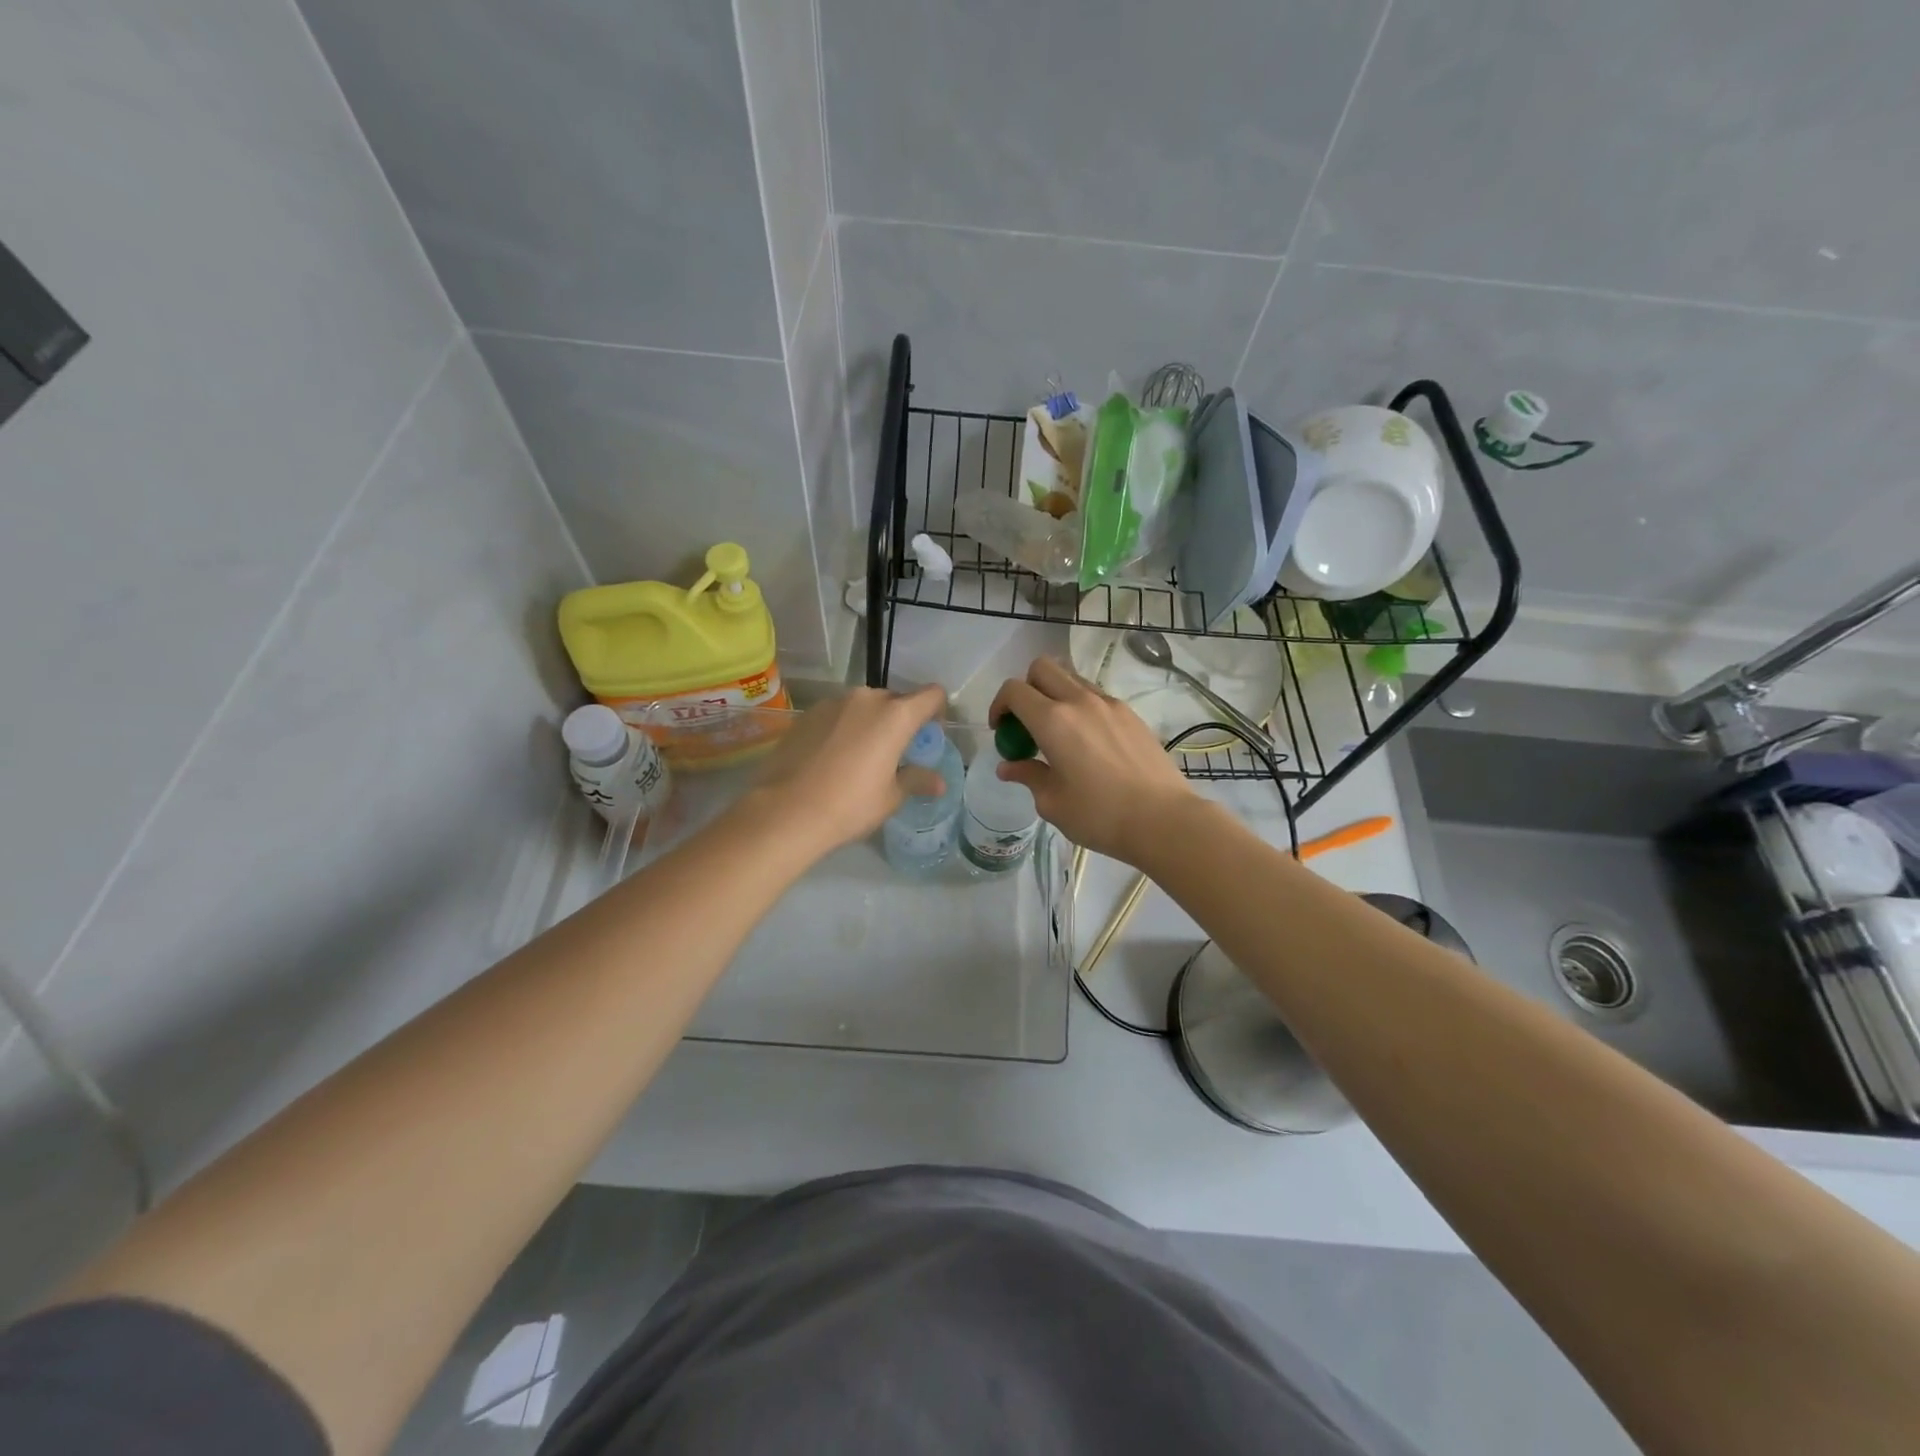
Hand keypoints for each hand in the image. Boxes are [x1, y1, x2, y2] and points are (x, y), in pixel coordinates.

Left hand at [747, 686, 947, 858]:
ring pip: (863, 706)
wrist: (786, 811)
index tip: (929, 735)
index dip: (937, 711)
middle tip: (895, 752)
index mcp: (896, 715)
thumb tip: (939, 783)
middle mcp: (866, 699)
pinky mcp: (807, 714)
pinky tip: (831, 759)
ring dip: (869, 723)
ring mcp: (833, 703)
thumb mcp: (891, 797)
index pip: (931, 695)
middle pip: (895, 700)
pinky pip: (836, 715)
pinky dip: (842, 729)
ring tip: (859, 757)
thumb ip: (916, 780)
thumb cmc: (850, 805)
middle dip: (901, 720)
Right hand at [988, 657, 1196, 863]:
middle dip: (1026, 689)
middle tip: (1027, 725)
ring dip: (1055, 696)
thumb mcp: (1052, 803)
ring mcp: (1110, 704)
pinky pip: (1096, 697)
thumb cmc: (1100, 815)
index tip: (1001, 731)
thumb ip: (1028, 776)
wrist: (1164, 819)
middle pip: (1043, 668)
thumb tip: (1009, 767)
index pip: (1014, 690)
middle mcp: (1080, 701)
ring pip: (1071, 679)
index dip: (999, 705)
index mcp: (1053, 721)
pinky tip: (1089, 743)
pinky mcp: (1131, 714)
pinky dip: (1081, 708)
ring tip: (1059, 735)